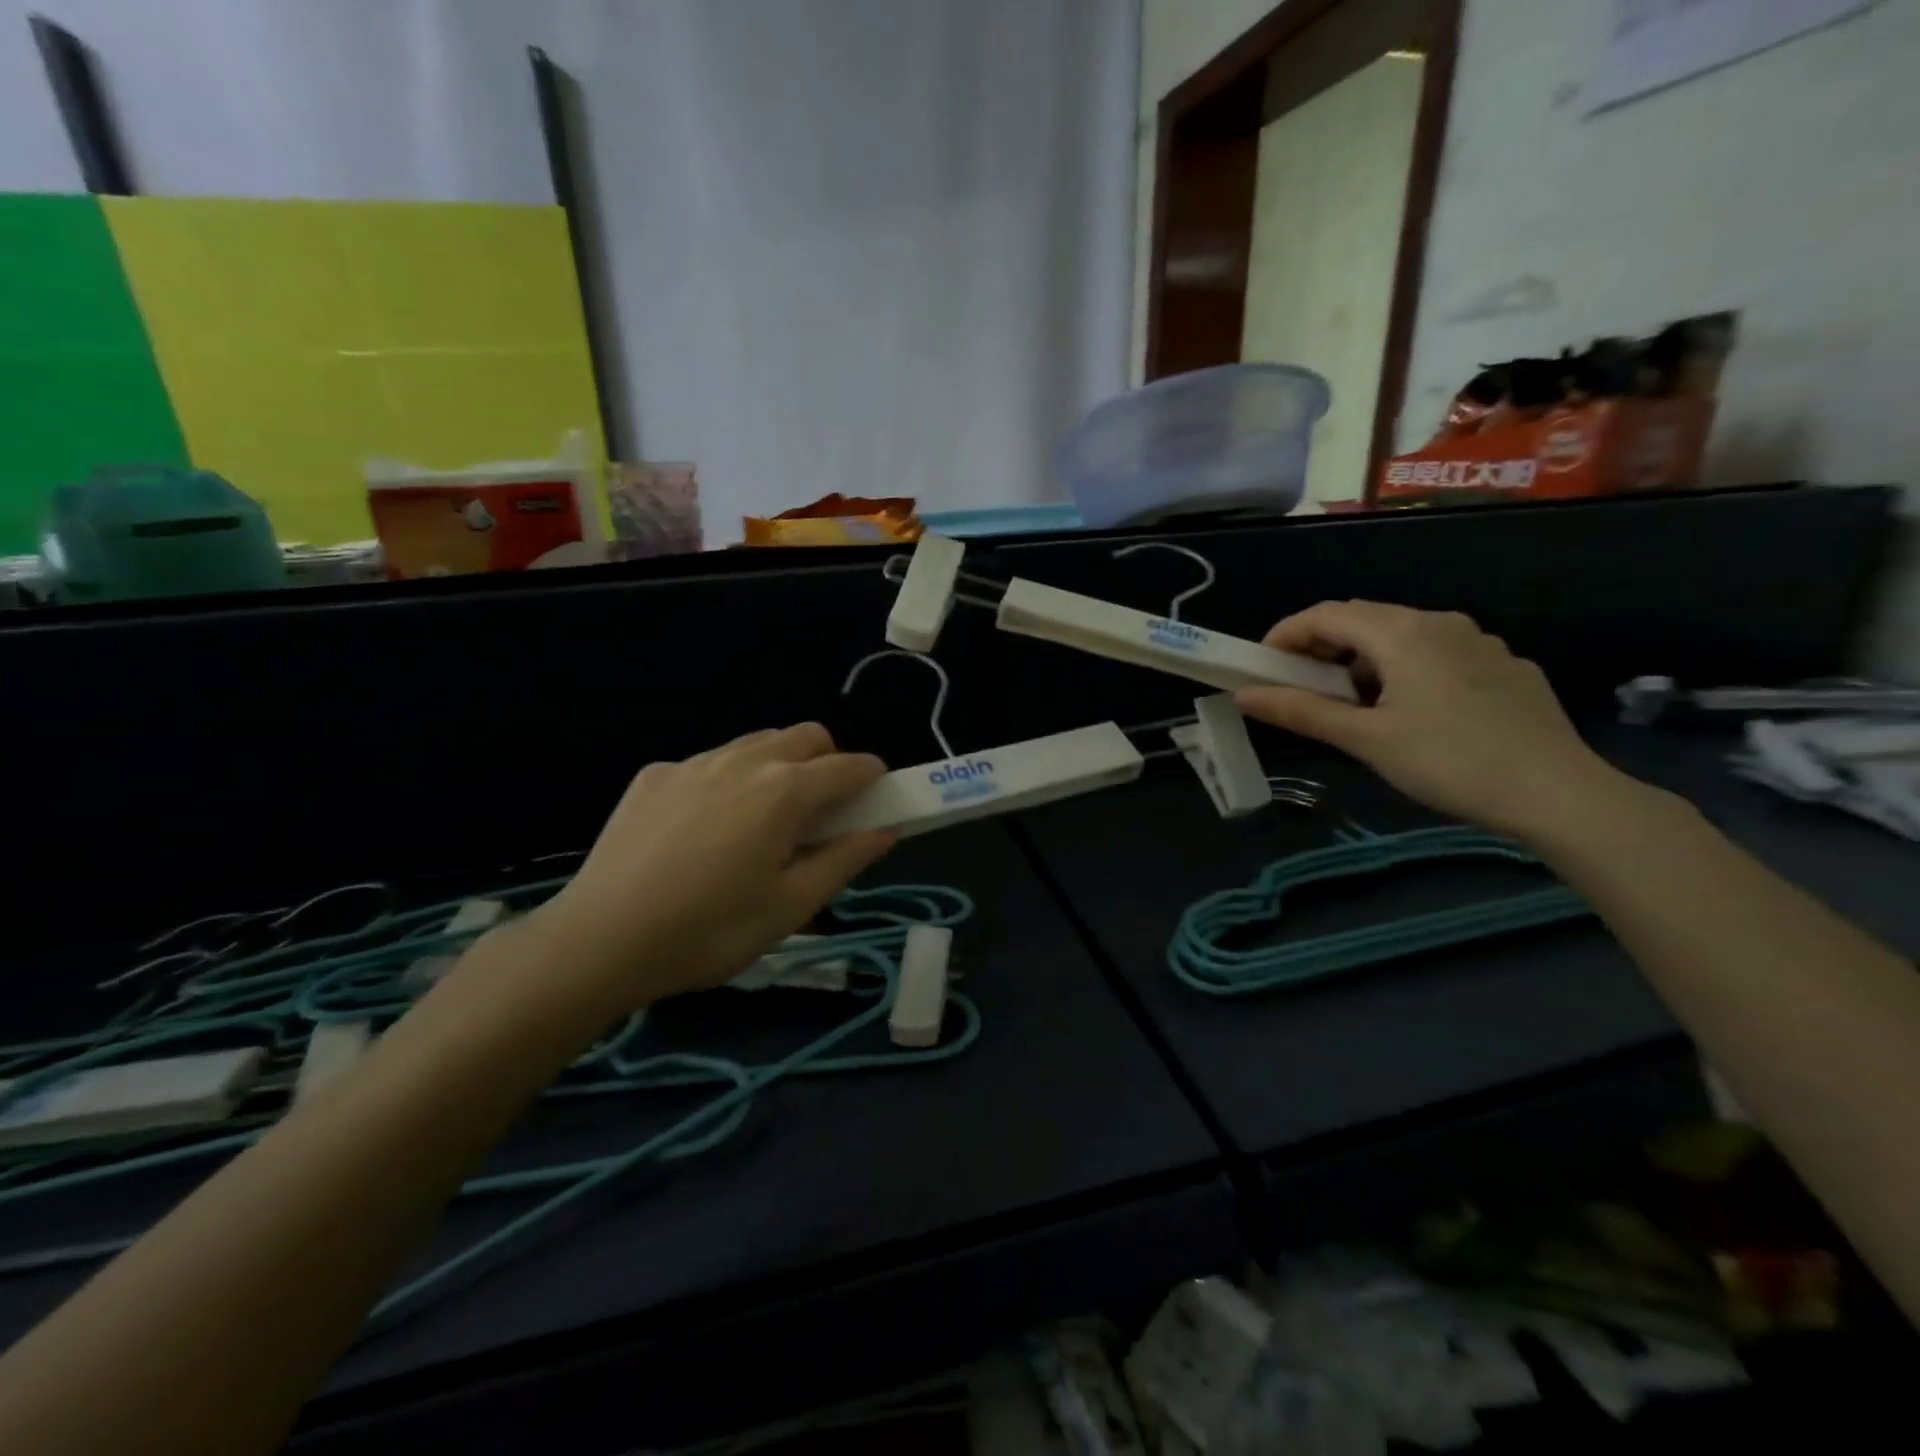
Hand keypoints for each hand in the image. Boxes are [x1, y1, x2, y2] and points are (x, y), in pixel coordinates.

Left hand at [522, 725, 892, 1012]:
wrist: (599, 941)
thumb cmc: (710, 931)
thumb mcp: (790, 907)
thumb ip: (844, 860)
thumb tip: (885, 830)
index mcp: (785, 791)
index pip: (851, 765)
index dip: (874, 780)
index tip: (875, 803)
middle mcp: (744, 760)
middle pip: (807, 736)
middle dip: (828, 762)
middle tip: (820, 813)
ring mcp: (694, 762)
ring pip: (757, 743)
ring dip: (780, 766)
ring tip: (762, 821)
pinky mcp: (655, 775)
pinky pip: (710, 762)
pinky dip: (728, 781)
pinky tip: (703, 830)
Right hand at [1236, 601, 1623, 840]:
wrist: (1558, 793)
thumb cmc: (1449, 761)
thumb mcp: (1365, 739)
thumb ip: (1301, 711)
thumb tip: (1244, 695)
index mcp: (1403, 633)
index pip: (1326, 614)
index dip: (1285, 634)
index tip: (1261, 666)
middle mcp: (1441, 623)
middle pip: (1363, 620)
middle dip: (1321, 648)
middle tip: (1297, 687)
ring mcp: (1479, 642)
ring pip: (1402, 637)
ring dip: (1361, 661)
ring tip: (1350, 705)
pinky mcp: (1505, 666)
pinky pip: (1437, 654)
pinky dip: (1402, 671)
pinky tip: (1409, 712)